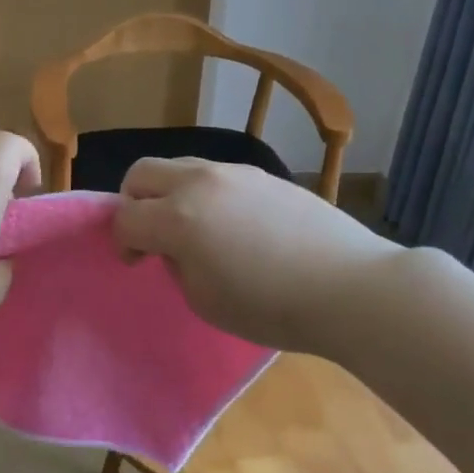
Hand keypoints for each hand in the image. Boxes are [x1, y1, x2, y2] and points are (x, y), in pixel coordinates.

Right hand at [114, 157, 398, 352]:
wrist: (351, 288)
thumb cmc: (271, 306)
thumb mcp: (204, 300)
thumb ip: (176, 264)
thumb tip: (176, 245)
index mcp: (178, 217)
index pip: (125, 217)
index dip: (123, 242)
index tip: (137, 262)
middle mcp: (200, 182)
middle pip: (142, 172)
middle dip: (134, 201)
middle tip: (151, 234)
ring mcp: (235, 172)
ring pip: (180, 166)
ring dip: (170, 193)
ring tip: (194, 228)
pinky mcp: (264, 175)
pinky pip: (216, 175)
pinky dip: (205, 193)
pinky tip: (233, 225)